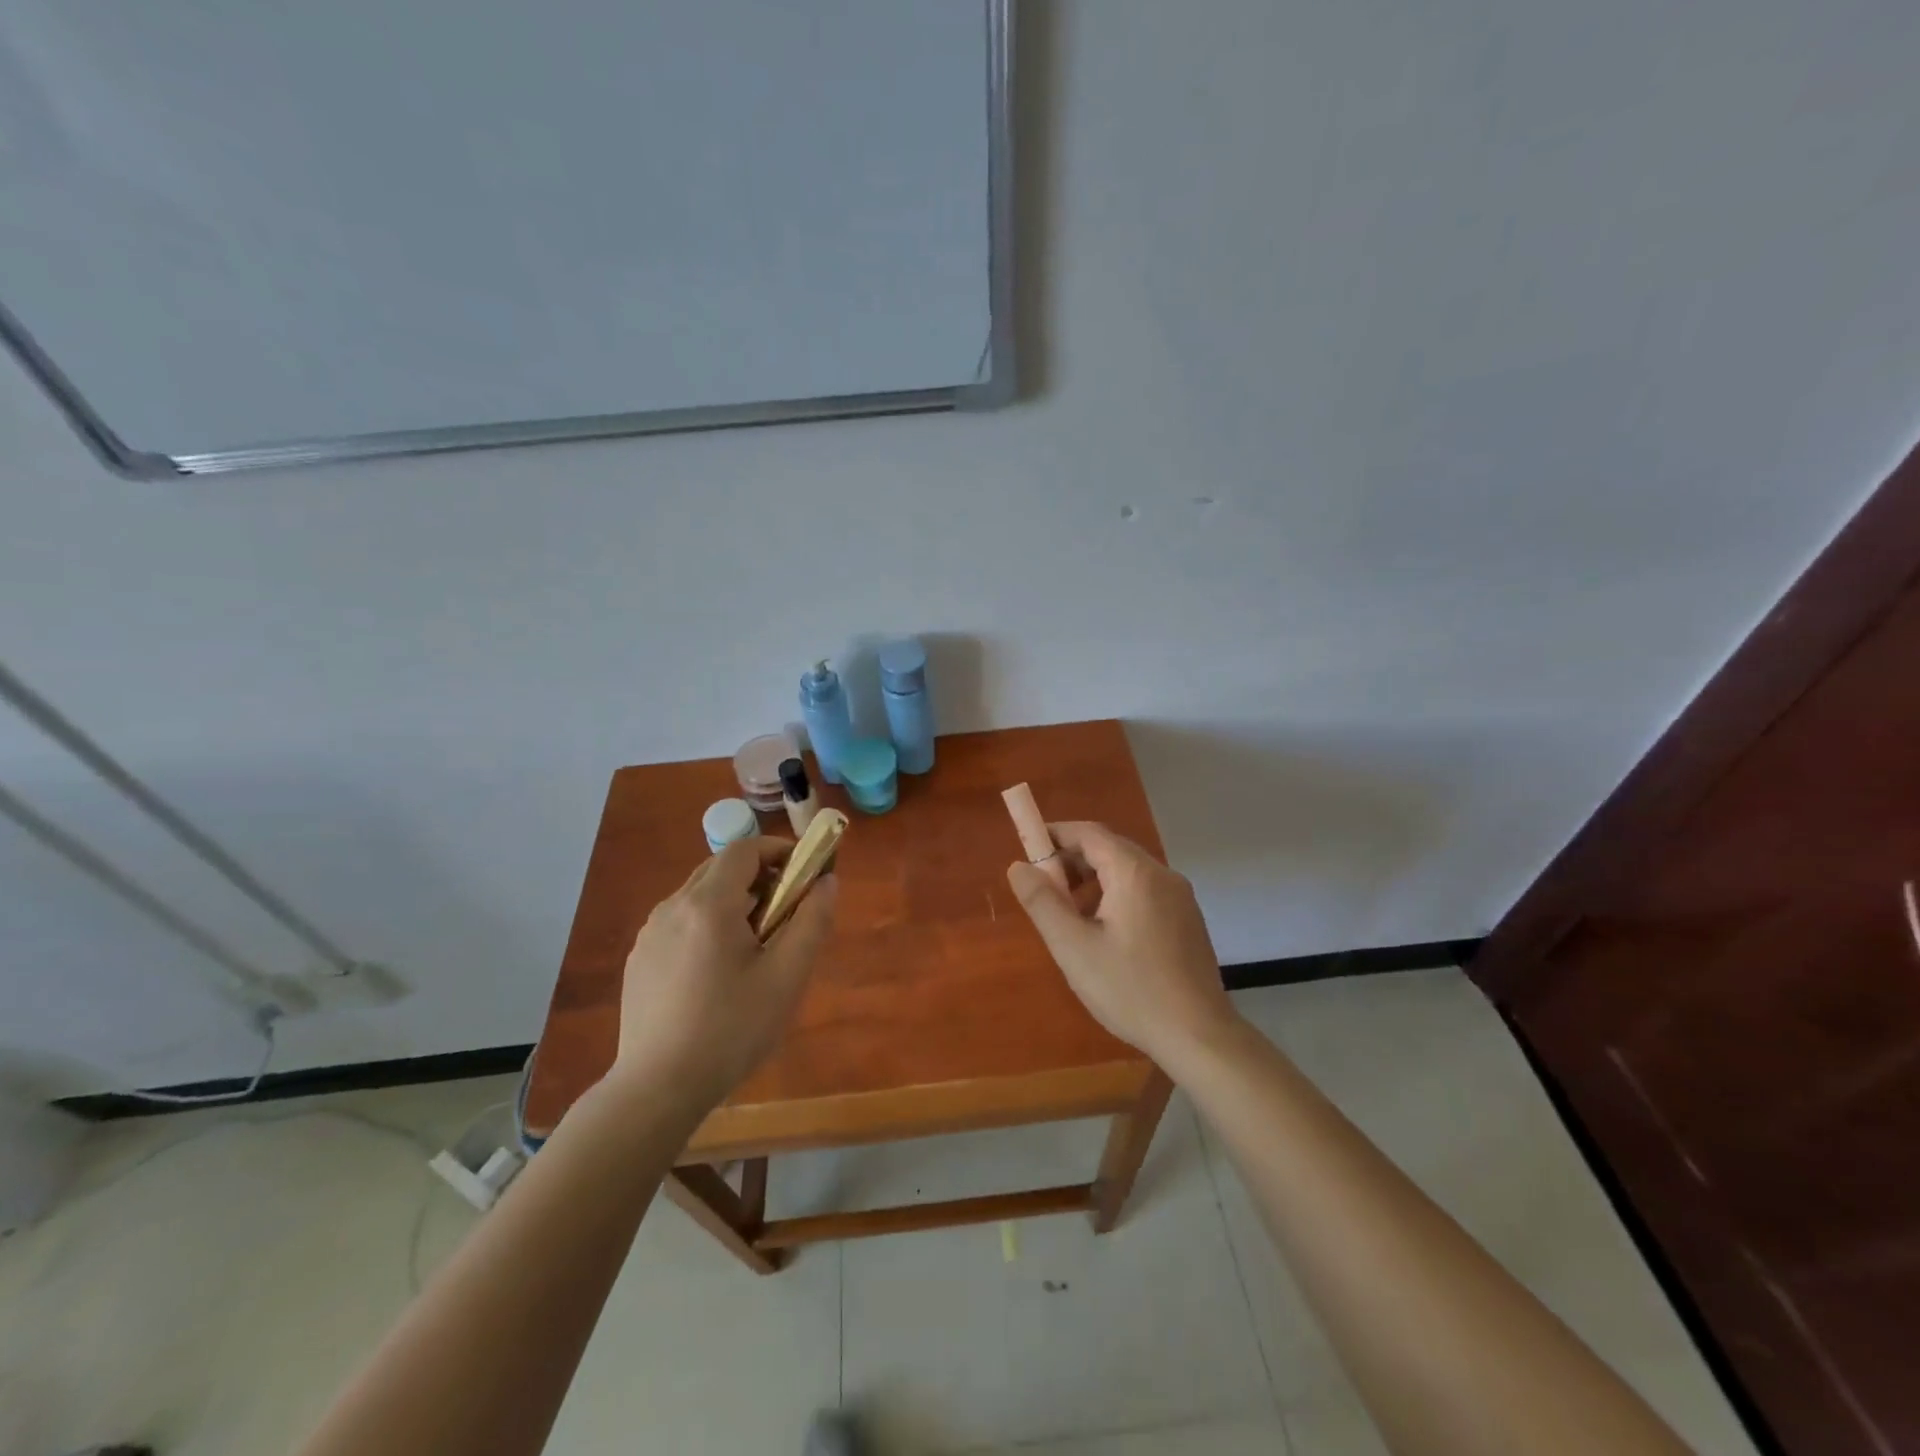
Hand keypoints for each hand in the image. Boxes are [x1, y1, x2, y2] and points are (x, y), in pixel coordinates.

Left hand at [612, 837, 837, 1110]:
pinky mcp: (639, 959)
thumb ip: (812, 921)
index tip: (804, 873)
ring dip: (732, 901)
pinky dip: (707, 924)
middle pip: (720, 868)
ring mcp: (650, 933)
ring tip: (754, 945)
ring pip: (698, 895)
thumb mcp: (786, 977)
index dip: (779, 851)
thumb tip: (827, 881)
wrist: (657, 1089)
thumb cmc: (731, 1030)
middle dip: (758, 877)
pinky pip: (680, 922)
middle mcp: (673, 907)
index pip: (745, 849)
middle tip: (785, 911)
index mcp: (709, 904)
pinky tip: (718, 972)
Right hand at [1006, 821, 1237, 1065]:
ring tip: (1069, 914)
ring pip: (1127, 871)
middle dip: (1072, 860)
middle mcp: (1162, 874)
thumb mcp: (1073, 947)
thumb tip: (1018, 866)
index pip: (1089, 833)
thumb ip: (1042, 902)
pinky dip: (1116, 895)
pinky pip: (1144, 890)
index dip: (1055, 835)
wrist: (1199, 1036)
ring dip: (1093, 880)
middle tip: (1043, 887)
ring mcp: (1180, 897)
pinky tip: (1104, 932)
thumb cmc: (1130, 989)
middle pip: (1110, 848)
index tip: (1027, 848)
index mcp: (1134, 873)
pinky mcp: (1187, 918)